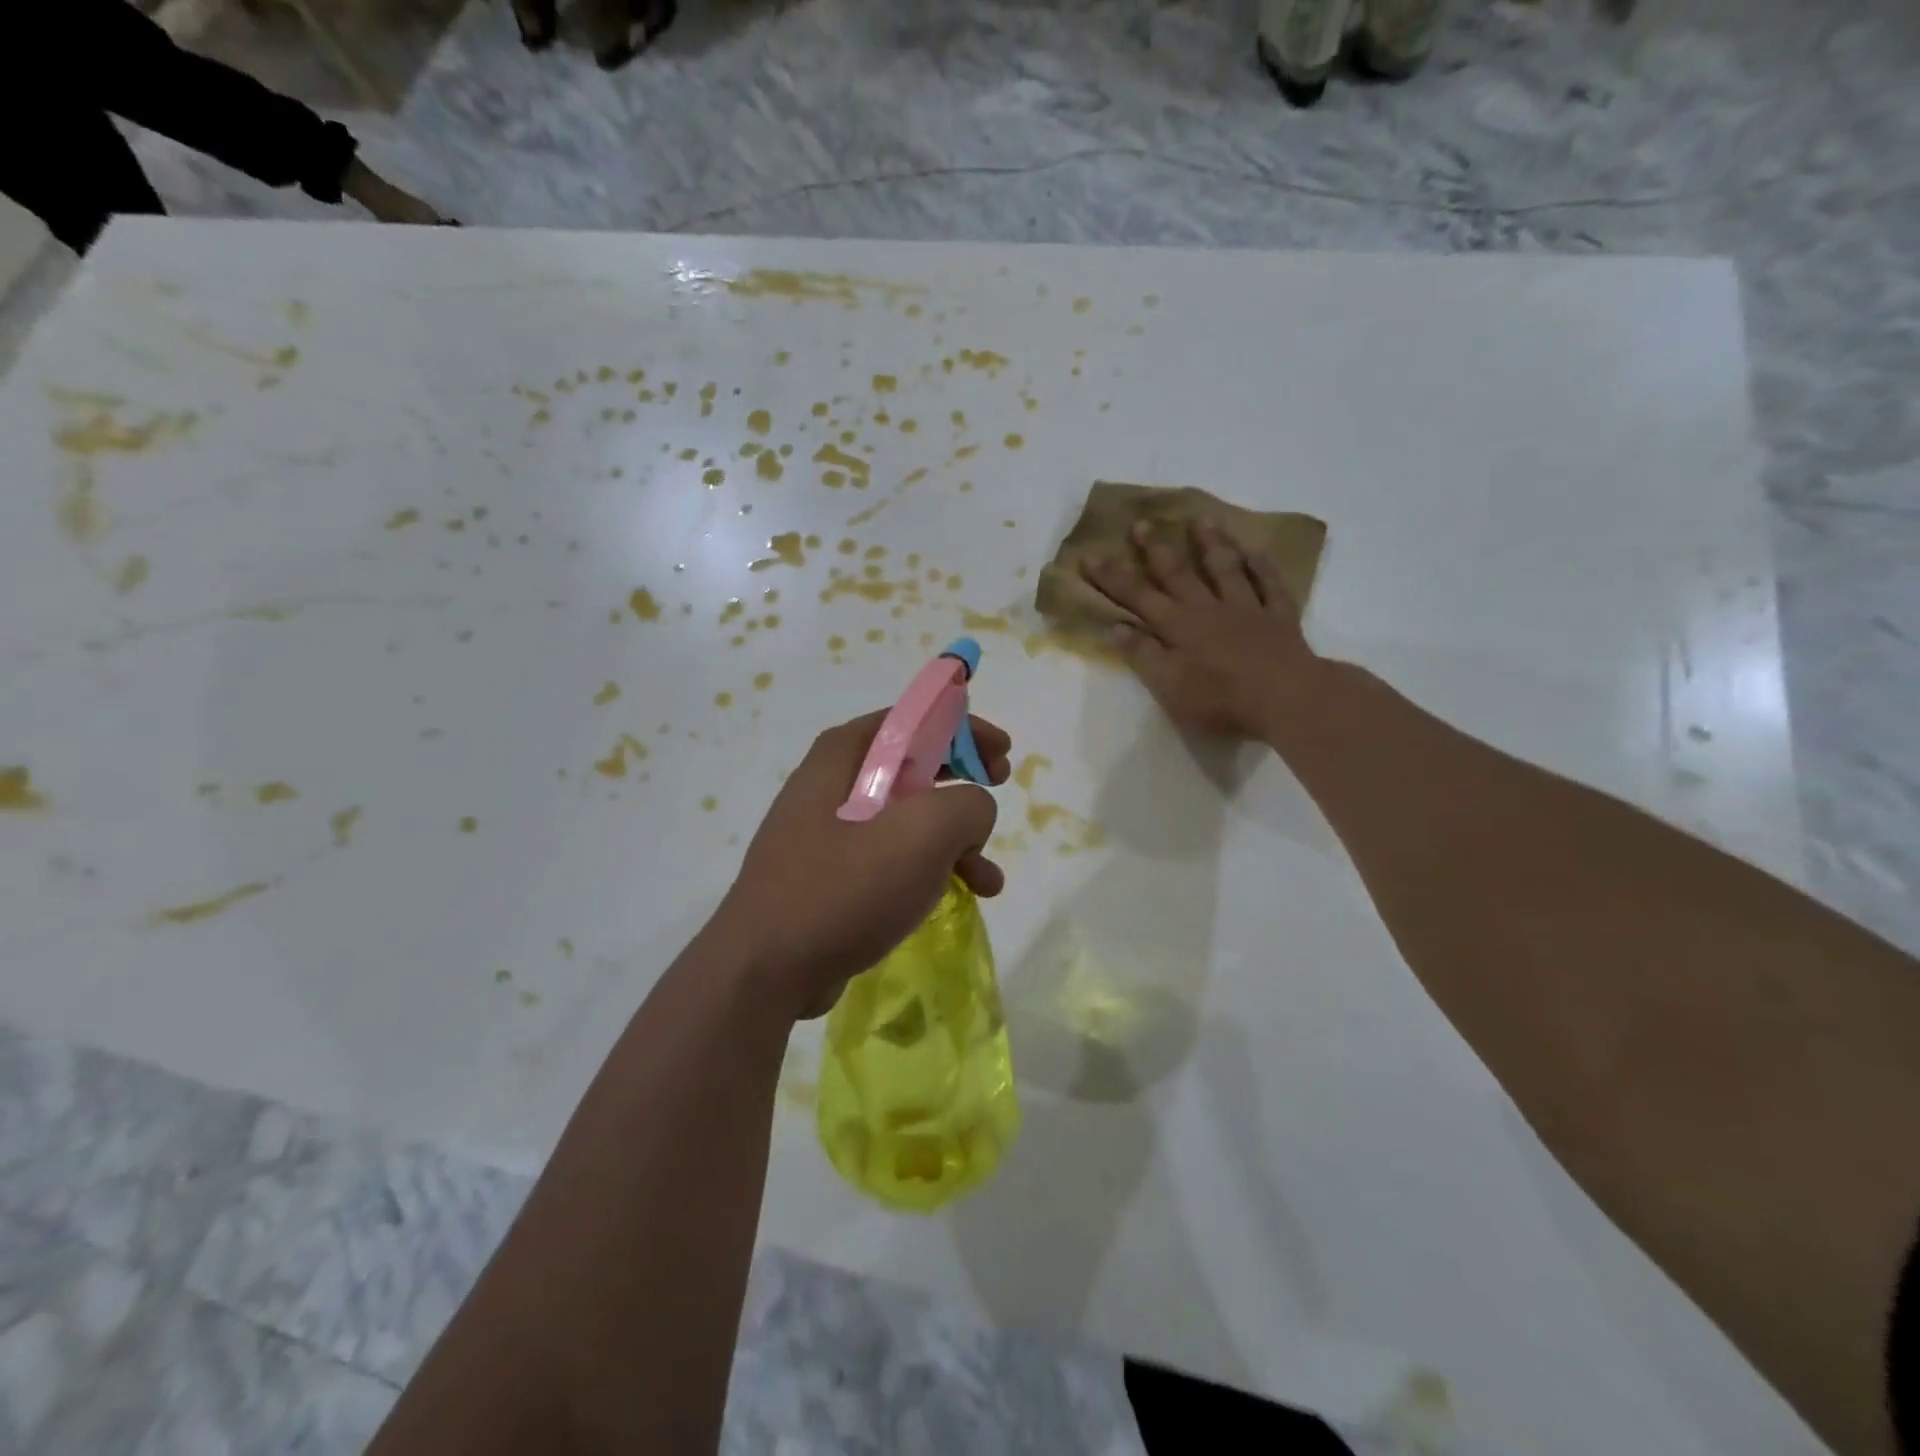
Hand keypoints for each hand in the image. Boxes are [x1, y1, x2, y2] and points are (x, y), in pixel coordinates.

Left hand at [715, 711, 1010, 1016]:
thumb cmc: (845, 886)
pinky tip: (958, 897)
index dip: (963, 729)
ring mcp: (827, 832)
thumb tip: (972, 811)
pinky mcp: (830, 875)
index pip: (913, 719)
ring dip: (954, 840)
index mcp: (845, 755)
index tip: (1002, 754)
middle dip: (963, 782)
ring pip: (907, 818)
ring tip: (988, 879)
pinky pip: (891, 857)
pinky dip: (928, 869)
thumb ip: (968, 804)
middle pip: (913, 766)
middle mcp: (832, 784)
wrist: (767, 969)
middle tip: (999, 790)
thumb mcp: (924, 832)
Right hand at [1081, 520, 1316, 740]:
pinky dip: (1261, 565)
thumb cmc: (1220, 700)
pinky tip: (1254, 550)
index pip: (1137, 597)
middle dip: (1156, 549)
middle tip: (1142, 523)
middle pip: (1178, 573)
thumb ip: (1144, 655)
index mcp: (1178, 627)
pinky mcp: (1279, 617)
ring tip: (1200, 520)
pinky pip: (1269, 584)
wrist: (1286, 699)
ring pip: (1225, 569)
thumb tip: (1117, 627)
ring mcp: (1246, 609)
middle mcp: (1208, 610)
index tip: (1090, 556)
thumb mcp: (1169, 687)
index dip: (1112, 577)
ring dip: (1211, 544)